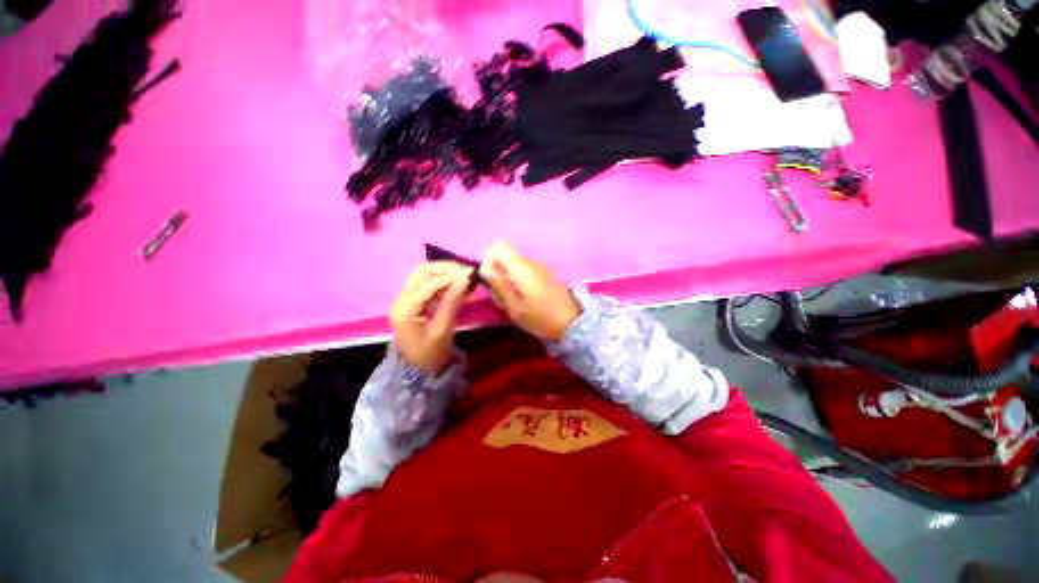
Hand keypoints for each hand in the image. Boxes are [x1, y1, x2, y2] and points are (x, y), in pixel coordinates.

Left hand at [390, 262, 472, 374]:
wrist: (415, 373)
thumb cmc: (430, 356)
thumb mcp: (443, 331)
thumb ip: (452, 303)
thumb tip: (465, 280)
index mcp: (406, 309)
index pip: (430, 284)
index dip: (451, 277)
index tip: (472, 273)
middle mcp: (401, 300)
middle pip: (422, 273)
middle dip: (446, 268)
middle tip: (467, 271)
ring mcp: (404, 299)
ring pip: (423, 275)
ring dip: (443, 271)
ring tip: (463, 274)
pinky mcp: (411, 302)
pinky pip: (425, 283)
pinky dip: (441, 279)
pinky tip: (456, 282)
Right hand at [479, 242, 580, 341]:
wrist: (571, 323)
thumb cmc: (540, 317)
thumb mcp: (513, 306)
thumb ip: (498, 285)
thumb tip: (484, 268)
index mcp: (522, 267)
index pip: (499, 246)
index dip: (489, 259)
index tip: (490, 279)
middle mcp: (531, 261)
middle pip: (506, 258)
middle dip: (498, 274)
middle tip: (501, 297)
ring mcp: (540, 267)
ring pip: (515, 267)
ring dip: (508, 281)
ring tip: (513, 302)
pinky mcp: (546, 275)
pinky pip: (526, 272)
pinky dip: (519, 283)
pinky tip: (525, 300)